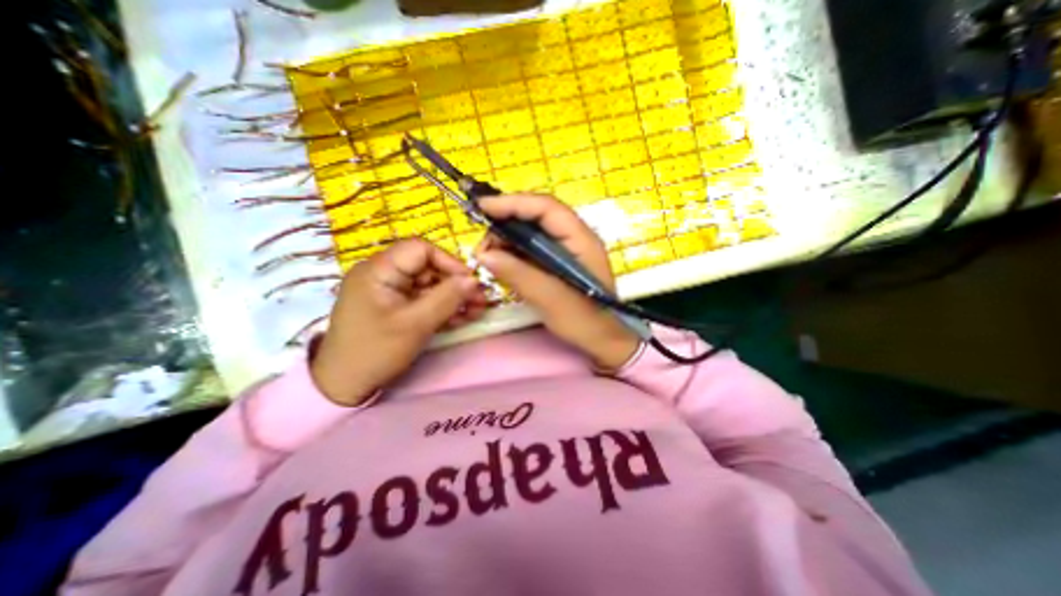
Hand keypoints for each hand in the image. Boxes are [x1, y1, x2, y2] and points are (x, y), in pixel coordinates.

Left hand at [310, 237, 486, 404]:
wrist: (345, 386)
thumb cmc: (375, 351)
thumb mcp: (415, 324)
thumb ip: (447, 298)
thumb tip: (474, 279)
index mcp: (379, 270)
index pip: (421, 249)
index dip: (449, 262)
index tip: (471, 281)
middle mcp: (384, 275)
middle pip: (428, 269)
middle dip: (456, 284)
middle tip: (481, 301)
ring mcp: (391, 292)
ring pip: (430, 286)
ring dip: (454, 298)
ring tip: (477, 312)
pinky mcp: (397, 308)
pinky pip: (424, 301)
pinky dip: (443, 308)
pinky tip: (462, 319)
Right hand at [480, 196, 640, 369]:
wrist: (601, 339)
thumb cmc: (583, 320)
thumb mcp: (549, 297)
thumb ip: (517, 273)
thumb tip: (484, 255)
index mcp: (580, 239)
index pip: (545, 207)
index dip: (513, 203)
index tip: (483, 207)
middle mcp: (573, 237)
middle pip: (536, 216)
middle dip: (506, 223)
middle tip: (483, 244)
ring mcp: (565, 250)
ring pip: (531, 232)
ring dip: (507, 240)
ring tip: (488, 257)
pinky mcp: (556, 263)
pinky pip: (531, 249)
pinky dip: (513, 253)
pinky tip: (501, 263)